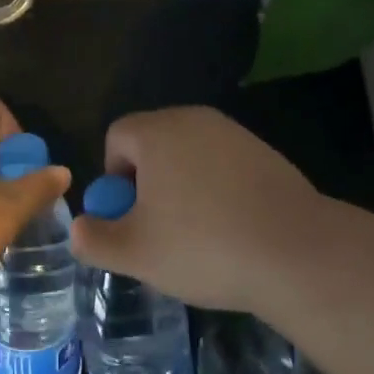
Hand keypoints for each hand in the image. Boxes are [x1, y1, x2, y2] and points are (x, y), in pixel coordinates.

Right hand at [69, 106, 322, 311]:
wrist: (295, 251)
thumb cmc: (203, 246)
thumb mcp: (136, 253)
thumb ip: (95, 238)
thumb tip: (77, 228)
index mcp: (156, 132)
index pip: (117, 137)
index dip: (114, 178)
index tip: (130, 217)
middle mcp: (192, 119)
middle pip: (153, 142)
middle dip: (148, 182)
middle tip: (159, 229)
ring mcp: (232, 133)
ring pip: (190, 154)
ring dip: (183, 186)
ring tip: (198, 234)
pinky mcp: (264, 152)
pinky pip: (223, 165)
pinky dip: (218, 189)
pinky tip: (233, 229)